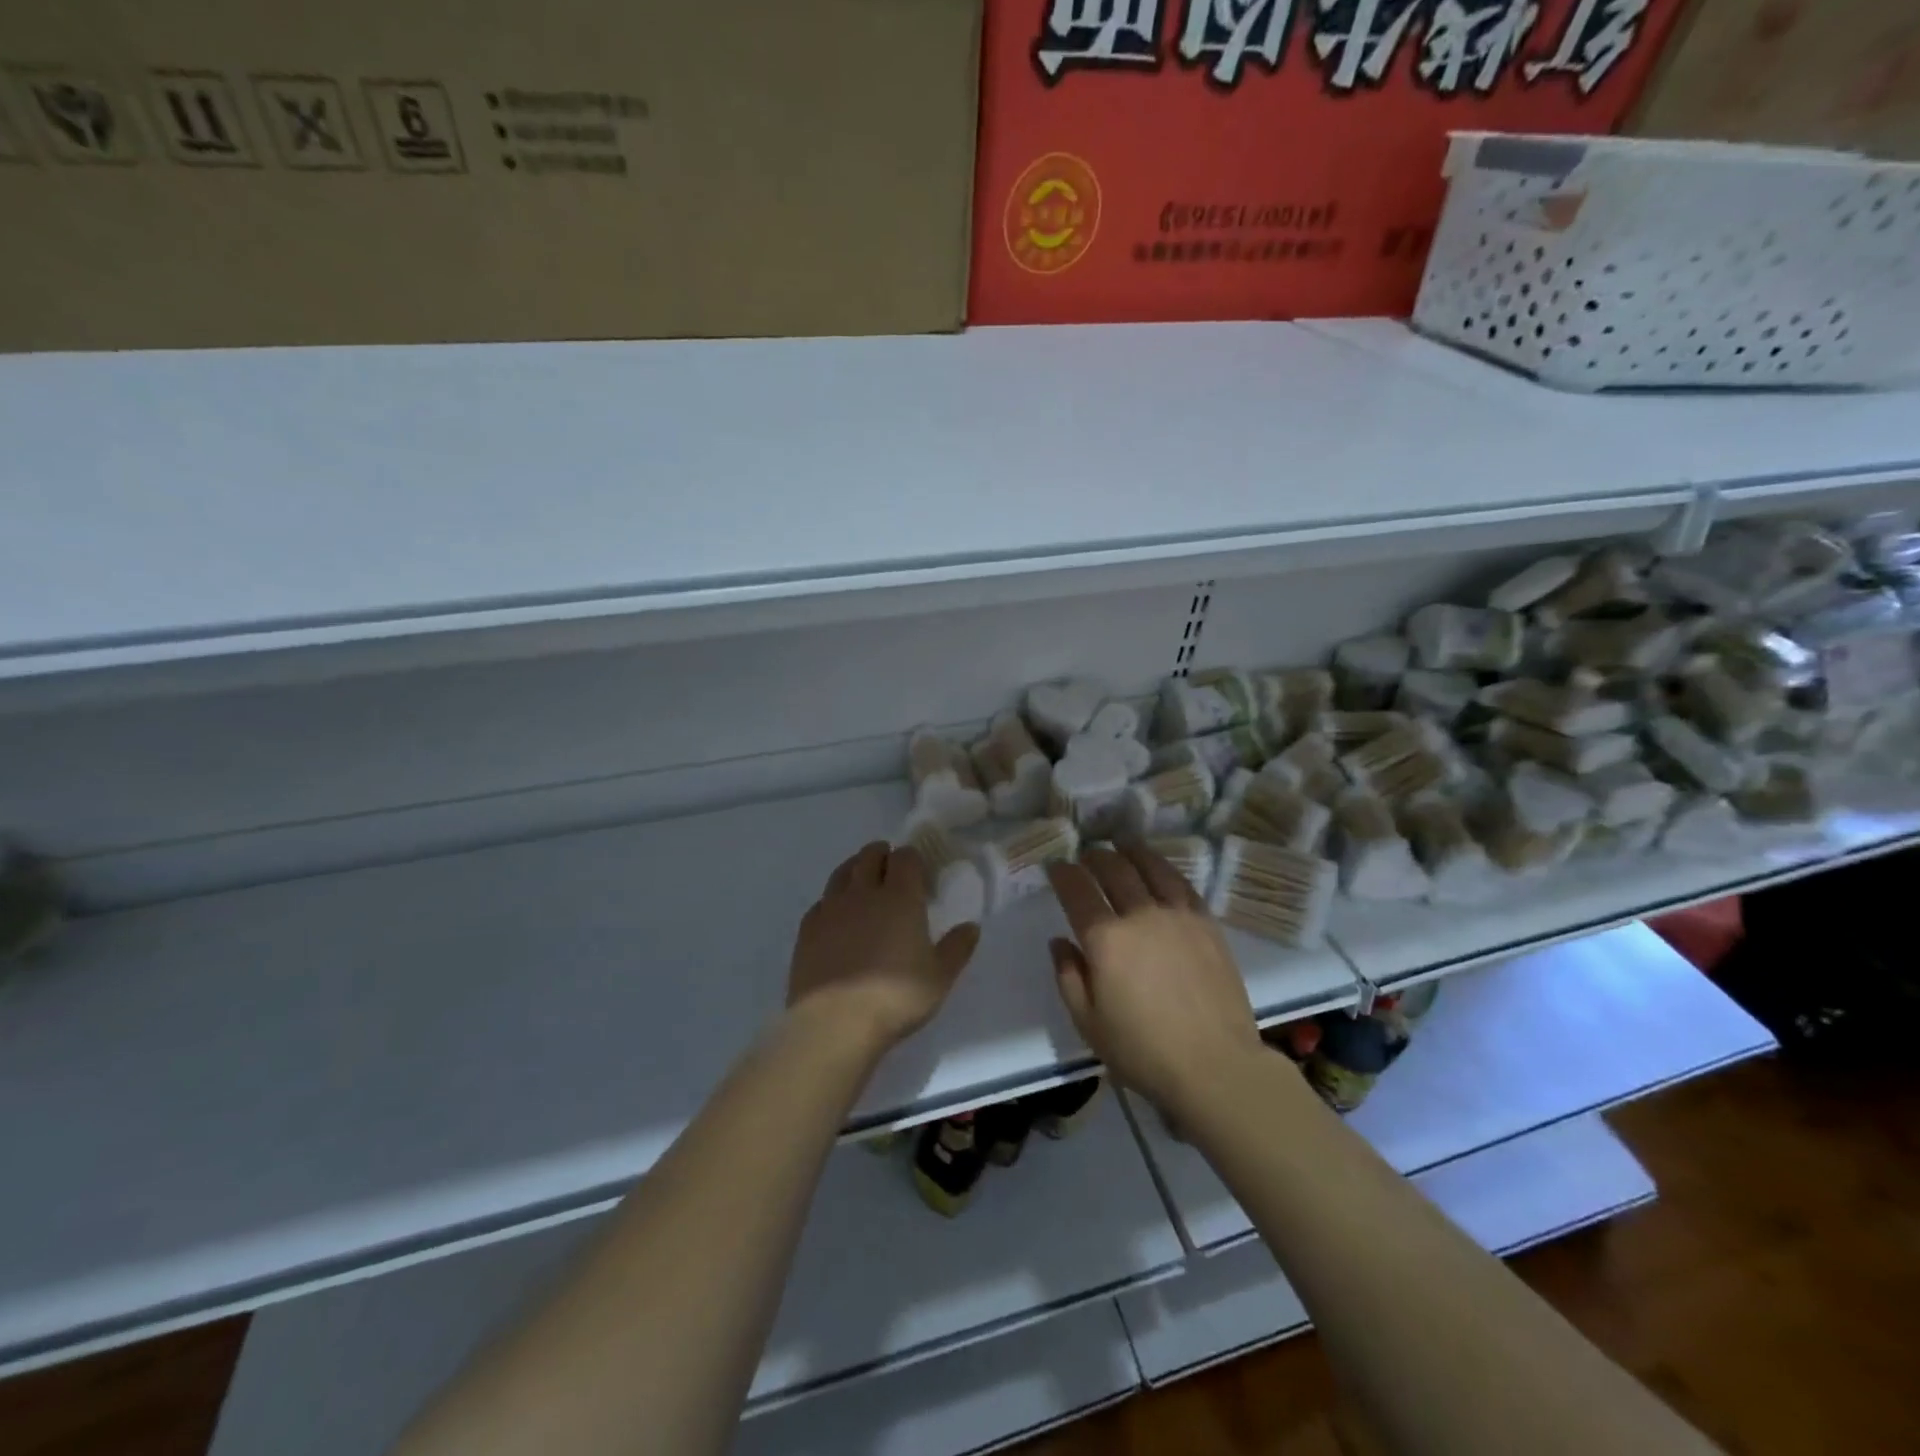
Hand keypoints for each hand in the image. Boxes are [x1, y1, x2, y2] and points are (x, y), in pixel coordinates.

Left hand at [787, 841, 979, 1055]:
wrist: (834, 1022)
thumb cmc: (895, 997)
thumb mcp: (939, 978)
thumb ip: (957, 948)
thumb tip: (971, 927)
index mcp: (900, 897)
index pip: (906, 857)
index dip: (913, 859)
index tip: (920, 875)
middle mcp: (864, 892)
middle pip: (870, 855)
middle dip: (883, 855)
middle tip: (891, 870)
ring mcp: (831, 908)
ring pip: (842, 871)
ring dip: (855, 869)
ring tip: (863, 883)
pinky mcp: (807, 928)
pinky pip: (822, 900)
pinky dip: (833, 900)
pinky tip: (837, 917)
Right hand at [1046, 843, 1265, 1118]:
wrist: (1215, 1065)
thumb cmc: (1143, 1051)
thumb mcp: (1088, 1022)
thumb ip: (1068, 976)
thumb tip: (1060, 941)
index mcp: (1105, 939)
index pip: (1077, 891)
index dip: (1063, 873)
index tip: (1056, 866)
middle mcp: (1140, 915)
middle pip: (1113, 870)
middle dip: (1094, 857)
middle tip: (1086, 855)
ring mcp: (1177, 915)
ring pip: (1150, 867)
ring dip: (1131, 851)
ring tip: (1121, 843)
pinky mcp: (1206, 923)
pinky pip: (1182, 883)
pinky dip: (1164, 868)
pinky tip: (1159, 868)